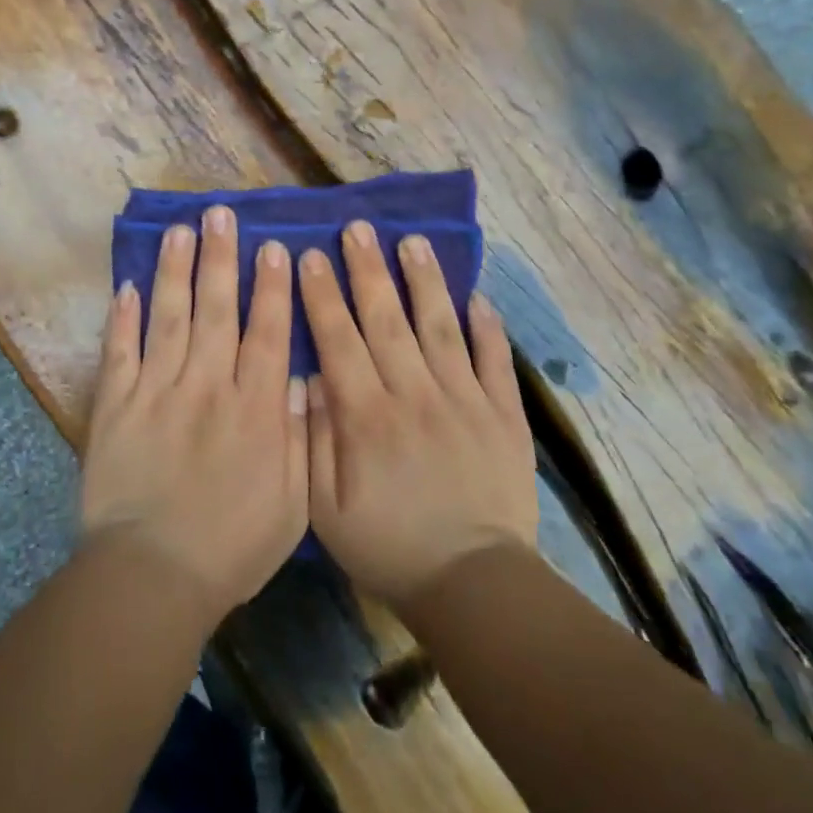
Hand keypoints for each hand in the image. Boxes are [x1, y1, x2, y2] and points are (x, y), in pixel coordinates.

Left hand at [81, 206, 308, 624]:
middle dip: (220, 258)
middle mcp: (207, 385)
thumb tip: (300, 378)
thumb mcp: (291, 503)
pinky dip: (121, 319)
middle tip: (219, 214)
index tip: (274, 247)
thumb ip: (298, 436)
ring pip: (168, 317)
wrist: (153, 576)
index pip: (265, 332)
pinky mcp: (116, 406)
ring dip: (173, 271)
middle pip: (216, 309)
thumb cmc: (231, 546)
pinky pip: (119, 352)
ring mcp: (157, 391)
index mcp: (253, 408)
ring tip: (178, 230)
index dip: (271, 286)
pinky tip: (125, 286)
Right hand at [300, 222, 537, 609]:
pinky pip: (494, 362)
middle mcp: (414, 395)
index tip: (311, 255)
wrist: (472, 584)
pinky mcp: (502, 416)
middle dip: (368, 270)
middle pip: (387, 320)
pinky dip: (488, 328)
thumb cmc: (388, 546)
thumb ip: (314, 440)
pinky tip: (479, 296)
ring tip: (413, 241)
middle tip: (358, 228)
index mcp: (367, 416)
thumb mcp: (325, 508)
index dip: (322, 295)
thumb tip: (309, 378)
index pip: (339, 340)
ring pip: (440, 327)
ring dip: (425, 282)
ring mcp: (464, 400)